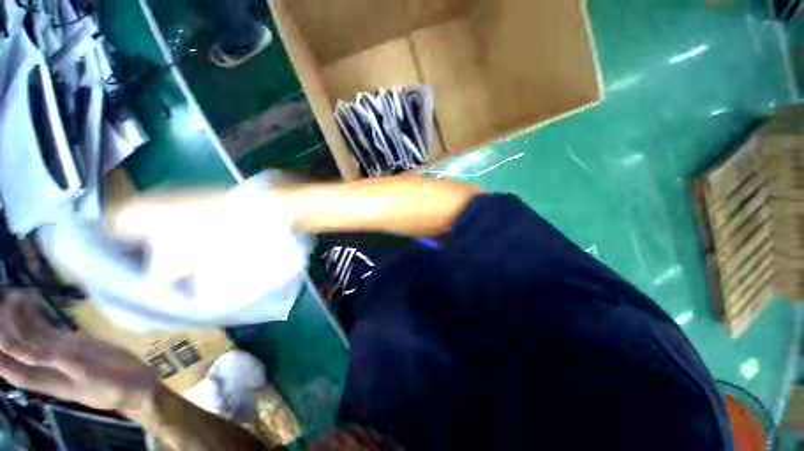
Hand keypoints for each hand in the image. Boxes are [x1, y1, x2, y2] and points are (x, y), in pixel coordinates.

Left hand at [0, 290, 158, 412]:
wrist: (137, 385)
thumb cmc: (118, 385)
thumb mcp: (96, 378)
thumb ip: (69, 366)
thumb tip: (40, 354)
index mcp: (50, 381)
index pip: (15, 369)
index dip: (3, 352)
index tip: (0, 332)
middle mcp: (47, 366)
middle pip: (17, 350)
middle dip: (6, 328)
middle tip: (8, 300)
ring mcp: (58, 353)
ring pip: (29, 337)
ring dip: (19, 318)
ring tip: (17, 295)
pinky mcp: (70, 344)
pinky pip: (46, 331)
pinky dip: (36, 317)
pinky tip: (32, 302)